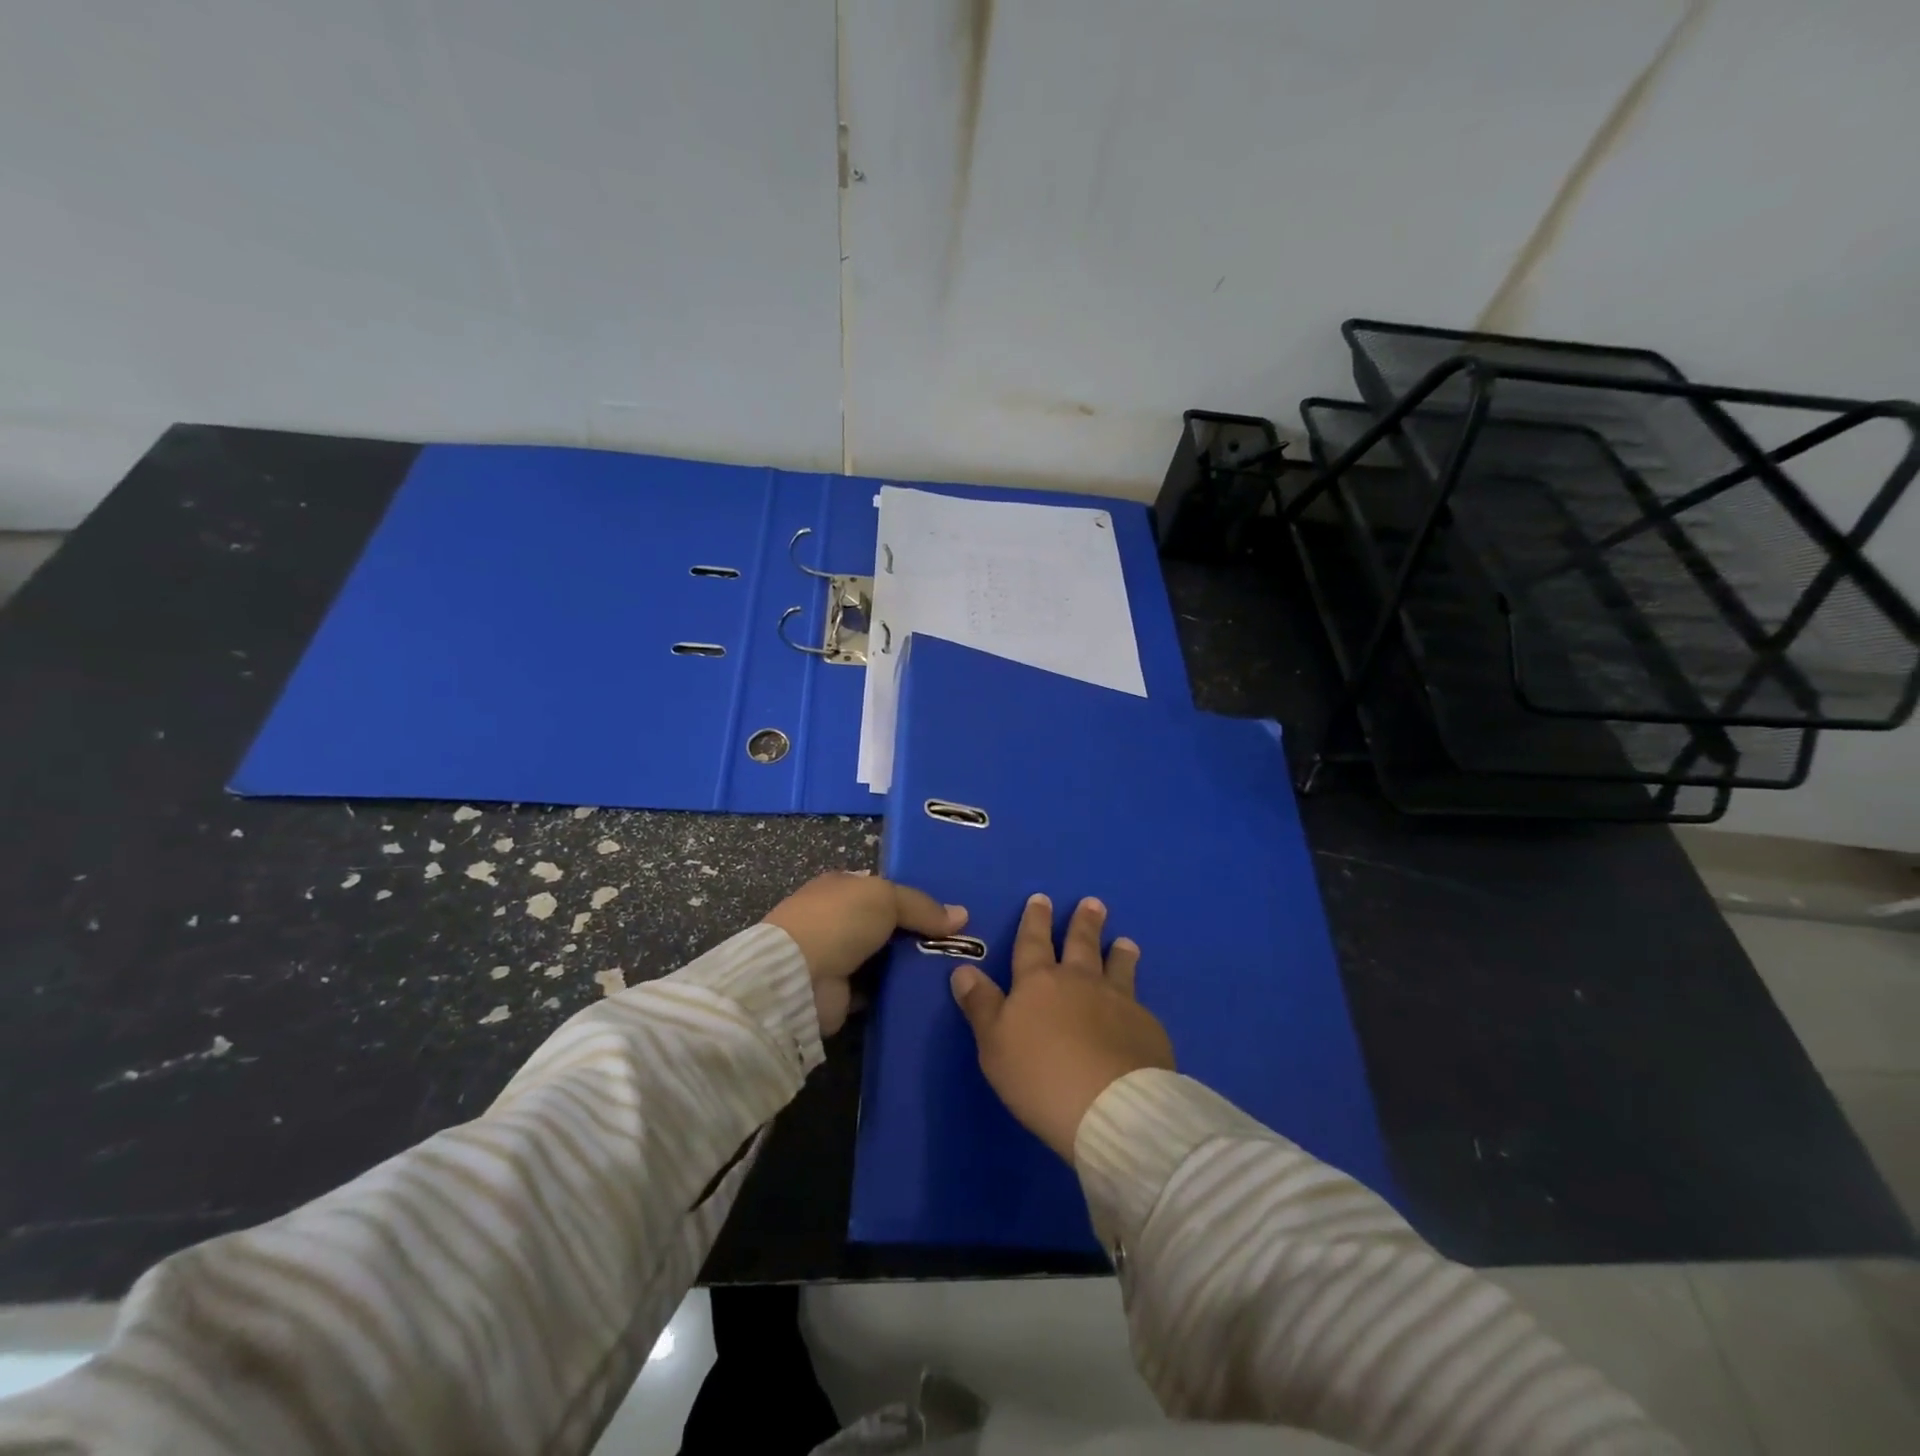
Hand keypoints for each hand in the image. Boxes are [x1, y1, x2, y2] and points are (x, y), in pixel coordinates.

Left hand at [763, 872, 965, 1035]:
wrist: (797, 976)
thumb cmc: (839, 921)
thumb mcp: (886, 897)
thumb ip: (922, 906)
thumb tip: (962, 916)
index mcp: (841, 887)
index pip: (883, 889)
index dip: (913, 899)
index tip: (948, 913)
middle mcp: (836, 919)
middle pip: (886, 925)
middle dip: (917, 934)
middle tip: (959, 945)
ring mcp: (835, 957)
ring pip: (883, 959)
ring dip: (908, 966)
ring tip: (952, 971)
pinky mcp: (839, 994)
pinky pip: (877, 991)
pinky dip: (896, 993)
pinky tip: (927, 995)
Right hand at [949, 893, 1173, 1162]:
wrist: (1110, 1106)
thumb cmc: (1040, 1076)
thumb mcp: (994, 1044)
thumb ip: (981, 1005)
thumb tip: (963, 969)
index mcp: (1038, 982)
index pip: (1033, 942)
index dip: (1035, 920)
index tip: (1042, 898)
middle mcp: (1080, 981)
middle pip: (1081, 944)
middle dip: (1083, 923)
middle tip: (1093, 903)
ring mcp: (1118, 1001)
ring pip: (1117, 967)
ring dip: (1118, 952)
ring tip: (1124, 941)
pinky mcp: (1146, 1027)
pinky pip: (1139, 1003)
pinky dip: (1136, 996)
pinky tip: (1140, 1003)